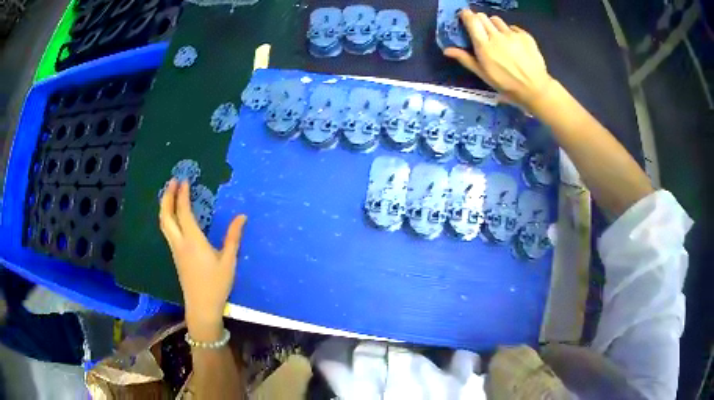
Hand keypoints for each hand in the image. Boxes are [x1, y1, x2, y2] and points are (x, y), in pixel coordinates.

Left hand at [159, 179, 246, 341]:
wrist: (201, 307)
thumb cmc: (216, 284)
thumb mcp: (229, 261)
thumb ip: (233, 237)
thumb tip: (242, 216)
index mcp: (193, 241)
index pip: (183, 213)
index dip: (182, 195)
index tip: (185, 180)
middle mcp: (180, 243)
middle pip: (166, 216)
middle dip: (167, 197)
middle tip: (173, 181)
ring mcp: (175, 250)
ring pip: (164, 224)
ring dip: (165, 206)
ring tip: (171, 194)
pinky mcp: (176, 256)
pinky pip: (167, 231)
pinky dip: (167, 217)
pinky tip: (174, 215)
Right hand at [444, 10, 553, 111]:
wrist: (535, 89)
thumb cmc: (506, 84)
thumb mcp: (484, 75)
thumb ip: (465, 59)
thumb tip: (446, 50)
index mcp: (484, 46)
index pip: (472, 20)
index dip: (466, 15)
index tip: (464, 16)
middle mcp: (497, 36)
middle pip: (482, 17)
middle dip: (478, 20)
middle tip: (480, 30)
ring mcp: (512, 35)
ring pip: (497, 20)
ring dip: (493, 25)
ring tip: (497, 36)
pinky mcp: (525, 36)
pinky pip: (512, 28)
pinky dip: (509, 32)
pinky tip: (512, 44)